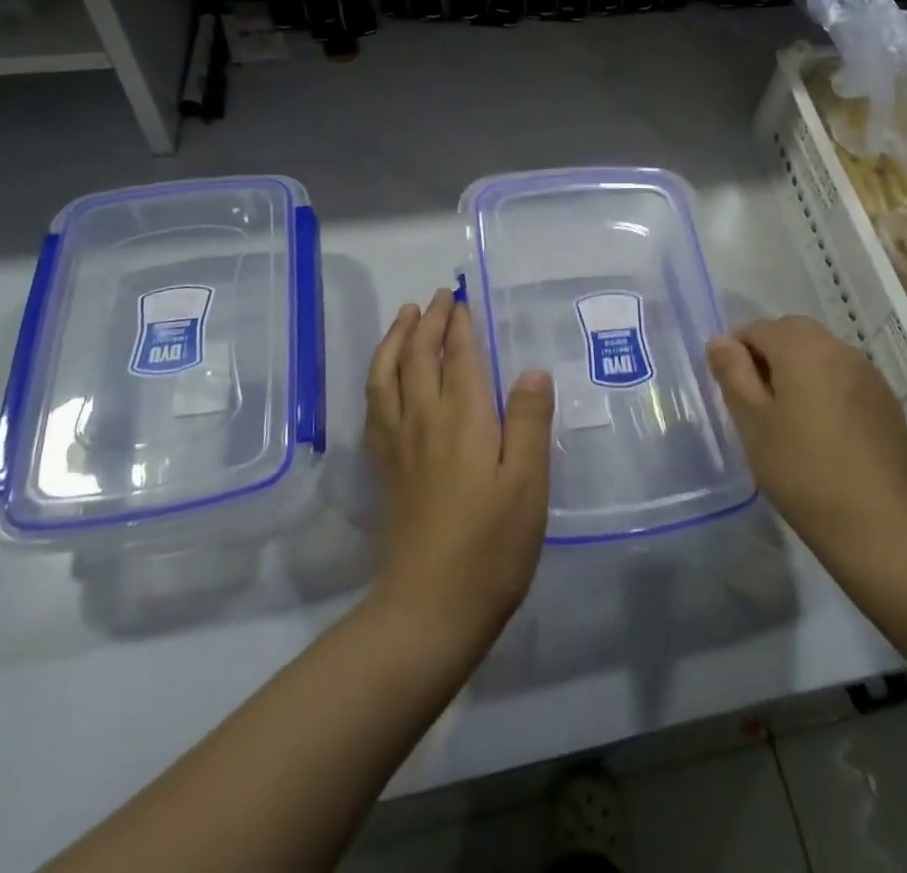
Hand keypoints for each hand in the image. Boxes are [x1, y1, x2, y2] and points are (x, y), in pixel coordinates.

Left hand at [363, 289, 554, 655]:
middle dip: (427, 322)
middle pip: (418, 356)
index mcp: (464, 418)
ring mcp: (399, 445)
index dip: (460, 325)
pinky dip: (378, 378)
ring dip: (394, 340)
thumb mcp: (527, 484)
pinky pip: (374, 407)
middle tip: (436, 298)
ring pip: (387, 376)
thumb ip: (529, 422)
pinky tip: (384, 379)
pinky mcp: (386, 470)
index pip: (459, 356)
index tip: (462, 299)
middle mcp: (425, 420)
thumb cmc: (491, 545)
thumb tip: (532, 371)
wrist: (430, 609)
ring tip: (403, 318)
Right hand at [707, 316, 906, 566]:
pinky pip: (845, 376)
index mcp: (802, 349)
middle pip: (793, 332)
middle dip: (769, 352)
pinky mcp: (886, 401)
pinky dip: (826, 385)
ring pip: (822, 352)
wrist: (880, 523)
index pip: (759, 328)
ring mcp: (868, 374)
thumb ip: (733, 373)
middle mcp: (838, 349)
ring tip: (788, 414)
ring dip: (799, 367)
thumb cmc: (802, 470)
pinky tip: (822, 428)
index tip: (730, 386)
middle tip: (755, 398)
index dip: (737, 349)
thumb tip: (720, 340)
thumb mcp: (753, 422)